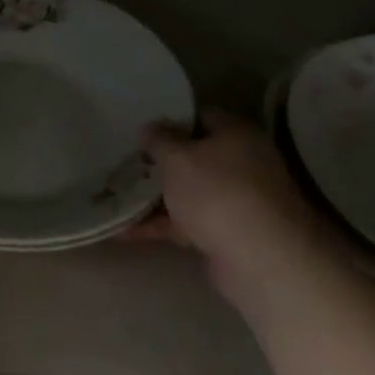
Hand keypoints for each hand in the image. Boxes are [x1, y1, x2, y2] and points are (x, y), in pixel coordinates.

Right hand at [136, 111, 329, 275]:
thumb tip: (149, 127)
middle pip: (194, 157)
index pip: (201, 117)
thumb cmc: (216, 192)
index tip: (141, 129)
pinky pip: (186, 223)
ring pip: (189, 193)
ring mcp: (234, 201)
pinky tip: (125, 231)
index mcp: (236, 135)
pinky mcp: (225, 234)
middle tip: (126, 162)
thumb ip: (158, 140)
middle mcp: (241, 164)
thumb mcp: (177, 158)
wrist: (258, 257)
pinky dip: (160, 226)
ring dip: (156, 197)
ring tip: (117, 197)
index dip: (171, 121)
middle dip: (160, 162)